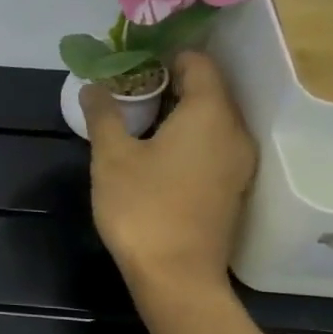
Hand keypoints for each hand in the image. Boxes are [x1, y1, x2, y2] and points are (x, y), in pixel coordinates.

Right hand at [82, 51, 255, 295]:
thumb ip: (104, 114)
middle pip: (207, 90)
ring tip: (136, 122)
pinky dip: (187, 138)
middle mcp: (234, 132)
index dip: (164, 56)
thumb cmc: (143, 209)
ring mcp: (238, 163)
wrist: (177, 277)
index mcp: (210, 114)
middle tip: (126, 92)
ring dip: (176, 113)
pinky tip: (156, 155)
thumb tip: (94, 85)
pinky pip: (212, 145)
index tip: (130, 64)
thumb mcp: (111, 157)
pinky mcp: (232, 188)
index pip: (198, 62)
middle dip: (167, 83)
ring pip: (210, 119)